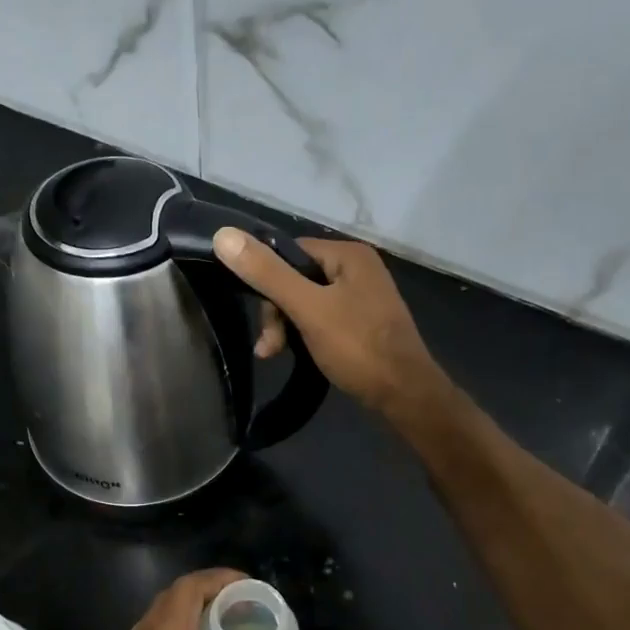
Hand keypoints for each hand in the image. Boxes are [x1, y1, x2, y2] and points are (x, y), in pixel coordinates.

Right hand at [213, 230, 446, 418]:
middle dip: (277, 311)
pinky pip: (323, 318)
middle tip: (270, 347)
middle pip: (297, 278)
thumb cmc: (358, 347)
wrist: (405, 394)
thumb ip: (268, 274)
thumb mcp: (308, 309)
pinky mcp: (362, 322)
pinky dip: (305, 334)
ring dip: (287, 327)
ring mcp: (362, 297)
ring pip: (307, 301)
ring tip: (274, 354)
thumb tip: (224, 235)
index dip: (268, 281)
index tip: (263, 318)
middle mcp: (358, 268)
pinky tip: (295, 353)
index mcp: (348, 254)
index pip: (290, 252)